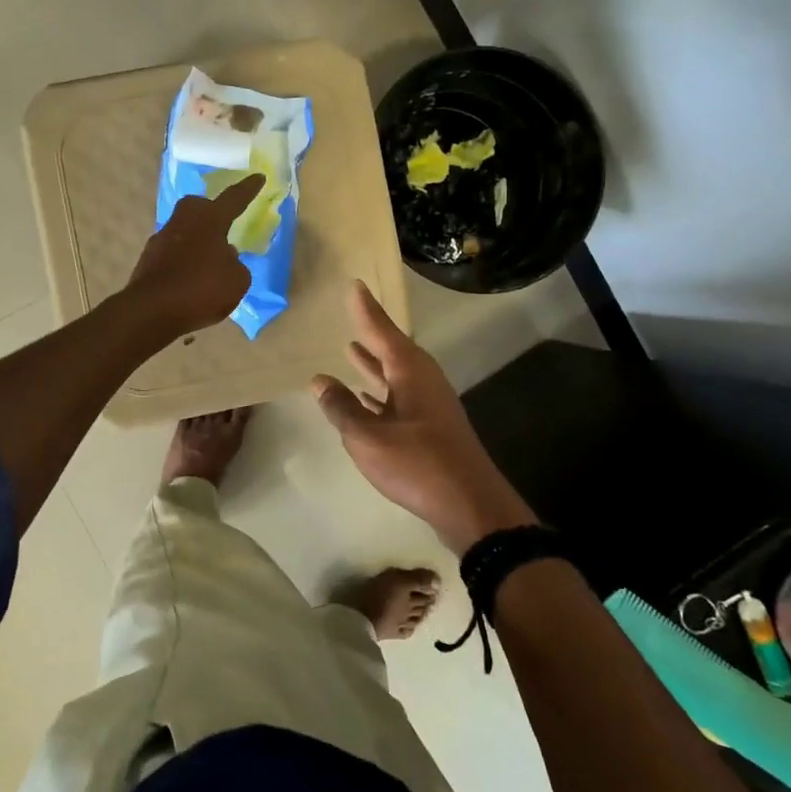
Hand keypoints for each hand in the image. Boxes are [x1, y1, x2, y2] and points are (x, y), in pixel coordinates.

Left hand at [123, 174, 264, 336]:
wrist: (151, 312)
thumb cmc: (201, 290)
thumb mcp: (237, 281)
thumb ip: (235, 264)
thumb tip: (224, 256)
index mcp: (209, 221)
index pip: (233, 199)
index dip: (247, 189)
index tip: (258, 177)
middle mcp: (183, 223)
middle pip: (197, 206)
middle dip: (210, 210)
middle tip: (222, 224)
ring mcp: (161, 240)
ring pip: (183, 230)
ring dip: (196, 240)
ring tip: (209, 262)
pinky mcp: (147, 260)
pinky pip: (172, 253)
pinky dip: (183, 261)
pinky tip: (190, 280)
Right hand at [313, 280, 535, 553]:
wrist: (471, 506)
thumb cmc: (417, 465)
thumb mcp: (368, 437)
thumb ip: (342, 408)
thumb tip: (319, 382)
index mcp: (411, 372)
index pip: (382, 331)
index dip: (366, 310)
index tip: (354, 285)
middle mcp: (423, 381)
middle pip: (391, 350)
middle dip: (371, 333)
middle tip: (352, 312)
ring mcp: (430, 405)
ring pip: (395, 375)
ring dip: (373, 364)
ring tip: (350, 349)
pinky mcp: (431, 428)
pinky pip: (398, 398)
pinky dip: (380, 393)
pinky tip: (364, 399)